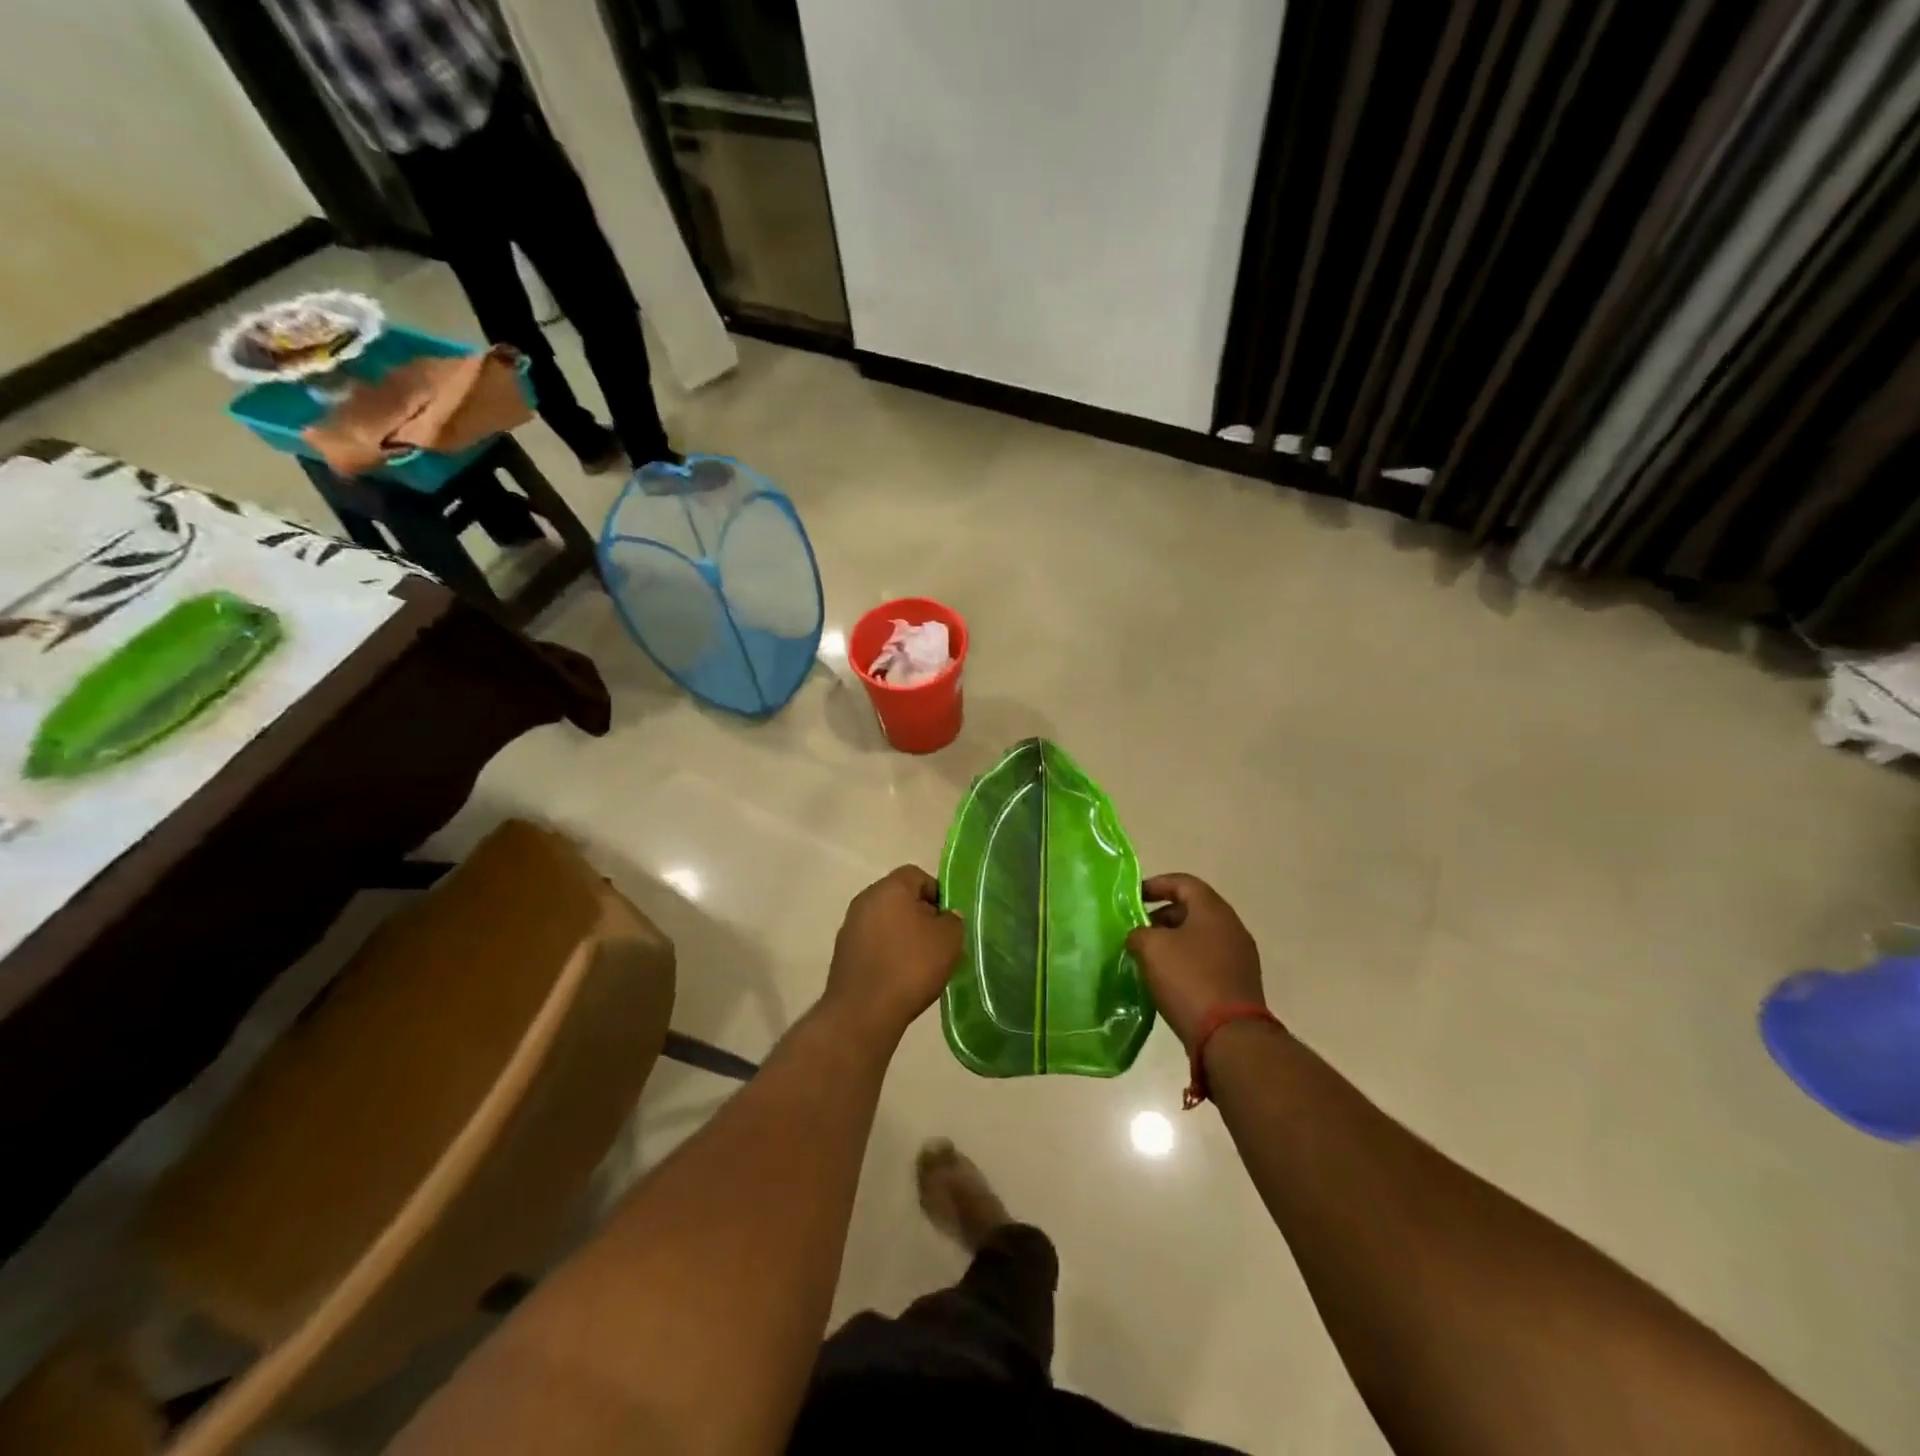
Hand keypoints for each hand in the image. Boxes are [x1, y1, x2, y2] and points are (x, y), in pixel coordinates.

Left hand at [824, 865, 962, 1043]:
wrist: (863, 1011)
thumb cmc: (910, 966)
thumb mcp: (949, 940)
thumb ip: (953, 920)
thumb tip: (945, 916)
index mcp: (890, 887)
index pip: (918, 875)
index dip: (937, 894)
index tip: (947, 921)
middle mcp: (865, 899)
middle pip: (899, 897)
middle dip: (920, 915)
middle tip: (937, 941)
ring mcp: (849, 926)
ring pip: (885, 921)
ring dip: (902, 935)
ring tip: (920, 963)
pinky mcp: (842, 952)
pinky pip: (872, 942)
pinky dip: (886, 952)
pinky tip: (898, 976)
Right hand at [1127, 874, 1265, 1052]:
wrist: (1231, 1036)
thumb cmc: (1189, 980)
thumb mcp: (1151, 948)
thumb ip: (1139, 933)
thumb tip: (1140, 937)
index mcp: (1213, 910)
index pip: (1183, 883)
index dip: (1156, 885)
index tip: (1133, 897)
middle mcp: (1231, 927)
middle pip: (1193, 910)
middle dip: (1162, 916)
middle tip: (1138, 930)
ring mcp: (1239, 957)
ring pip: (1200, 937)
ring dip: (1173, 941)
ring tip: (1148, 957)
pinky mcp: (1239, 983)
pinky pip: (1207, 961)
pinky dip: (1186, 962)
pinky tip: (1167, 980)